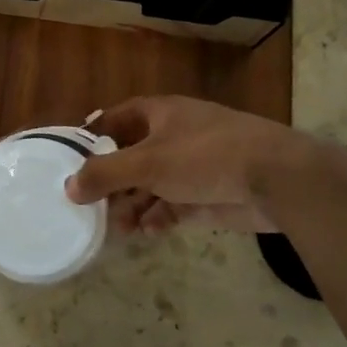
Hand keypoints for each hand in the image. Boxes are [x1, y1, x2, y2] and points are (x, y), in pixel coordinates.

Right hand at [65, 95, 311, 234]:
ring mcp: (194, 168)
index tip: (73, 156)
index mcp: (162, 114)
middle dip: (112, 182)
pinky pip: (173, 207)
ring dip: (132, 205)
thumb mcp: (147, 163)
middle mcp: (175, 137)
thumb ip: (104, 175)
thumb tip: (69, 187)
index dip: (96, 133)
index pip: (119, 117)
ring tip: (118, 228)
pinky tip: (148, 232)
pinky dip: (157, 218)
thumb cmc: (205, 156)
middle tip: (92, 206)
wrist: (277, 180)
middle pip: (132, 157)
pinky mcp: (209, 196)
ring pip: (151, 186)